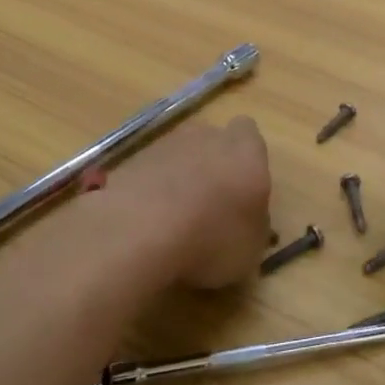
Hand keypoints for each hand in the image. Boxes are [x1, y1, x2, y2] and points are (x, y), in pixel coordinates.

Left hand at [113, 118, 273, 289]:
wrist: (140, 231)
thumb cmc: (212, 238)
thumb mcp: (251, 250)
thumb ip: (254, 226)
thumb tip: (248, 222)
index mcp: (246, 151)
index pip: (250, 135)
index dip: (246, 159)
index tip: (242, 189)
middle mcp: (208, 137)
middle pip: (212, 142)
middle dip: (212, 167)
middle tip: (210, 207)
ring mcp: (166, 145)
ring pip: (179, 156)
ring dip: (178, 179)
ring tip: (173, 222)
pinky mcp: (131, 160)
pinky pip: (150, 173)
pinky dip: (150, 192)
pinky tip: (146, 224)